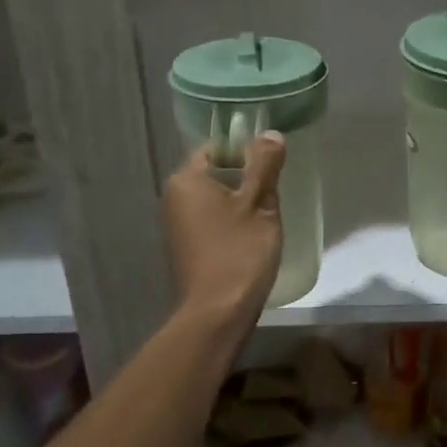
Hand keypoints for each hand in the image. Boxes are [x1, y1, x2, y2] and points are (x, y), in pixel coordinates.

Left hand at [162, 133, 286, 324]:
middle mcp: (173, 197)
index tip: (270, 166)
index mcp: (186, 179)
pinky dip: (228, 222)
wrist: (217, 312)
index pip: (215, 147)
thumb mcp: (260, 204)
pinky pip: (209, 221)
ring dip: (237, 202)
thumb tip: (270, 134)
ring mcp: (175, 225)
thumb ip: (264, 165)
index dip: (243, 150)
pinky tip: (249, 238)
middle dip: (243, 178)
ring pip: (213, 199)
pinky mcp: (184, 247)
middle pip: (213, 173)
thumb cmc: (239, 252)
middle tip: (273, 191)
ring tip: (265, 216)